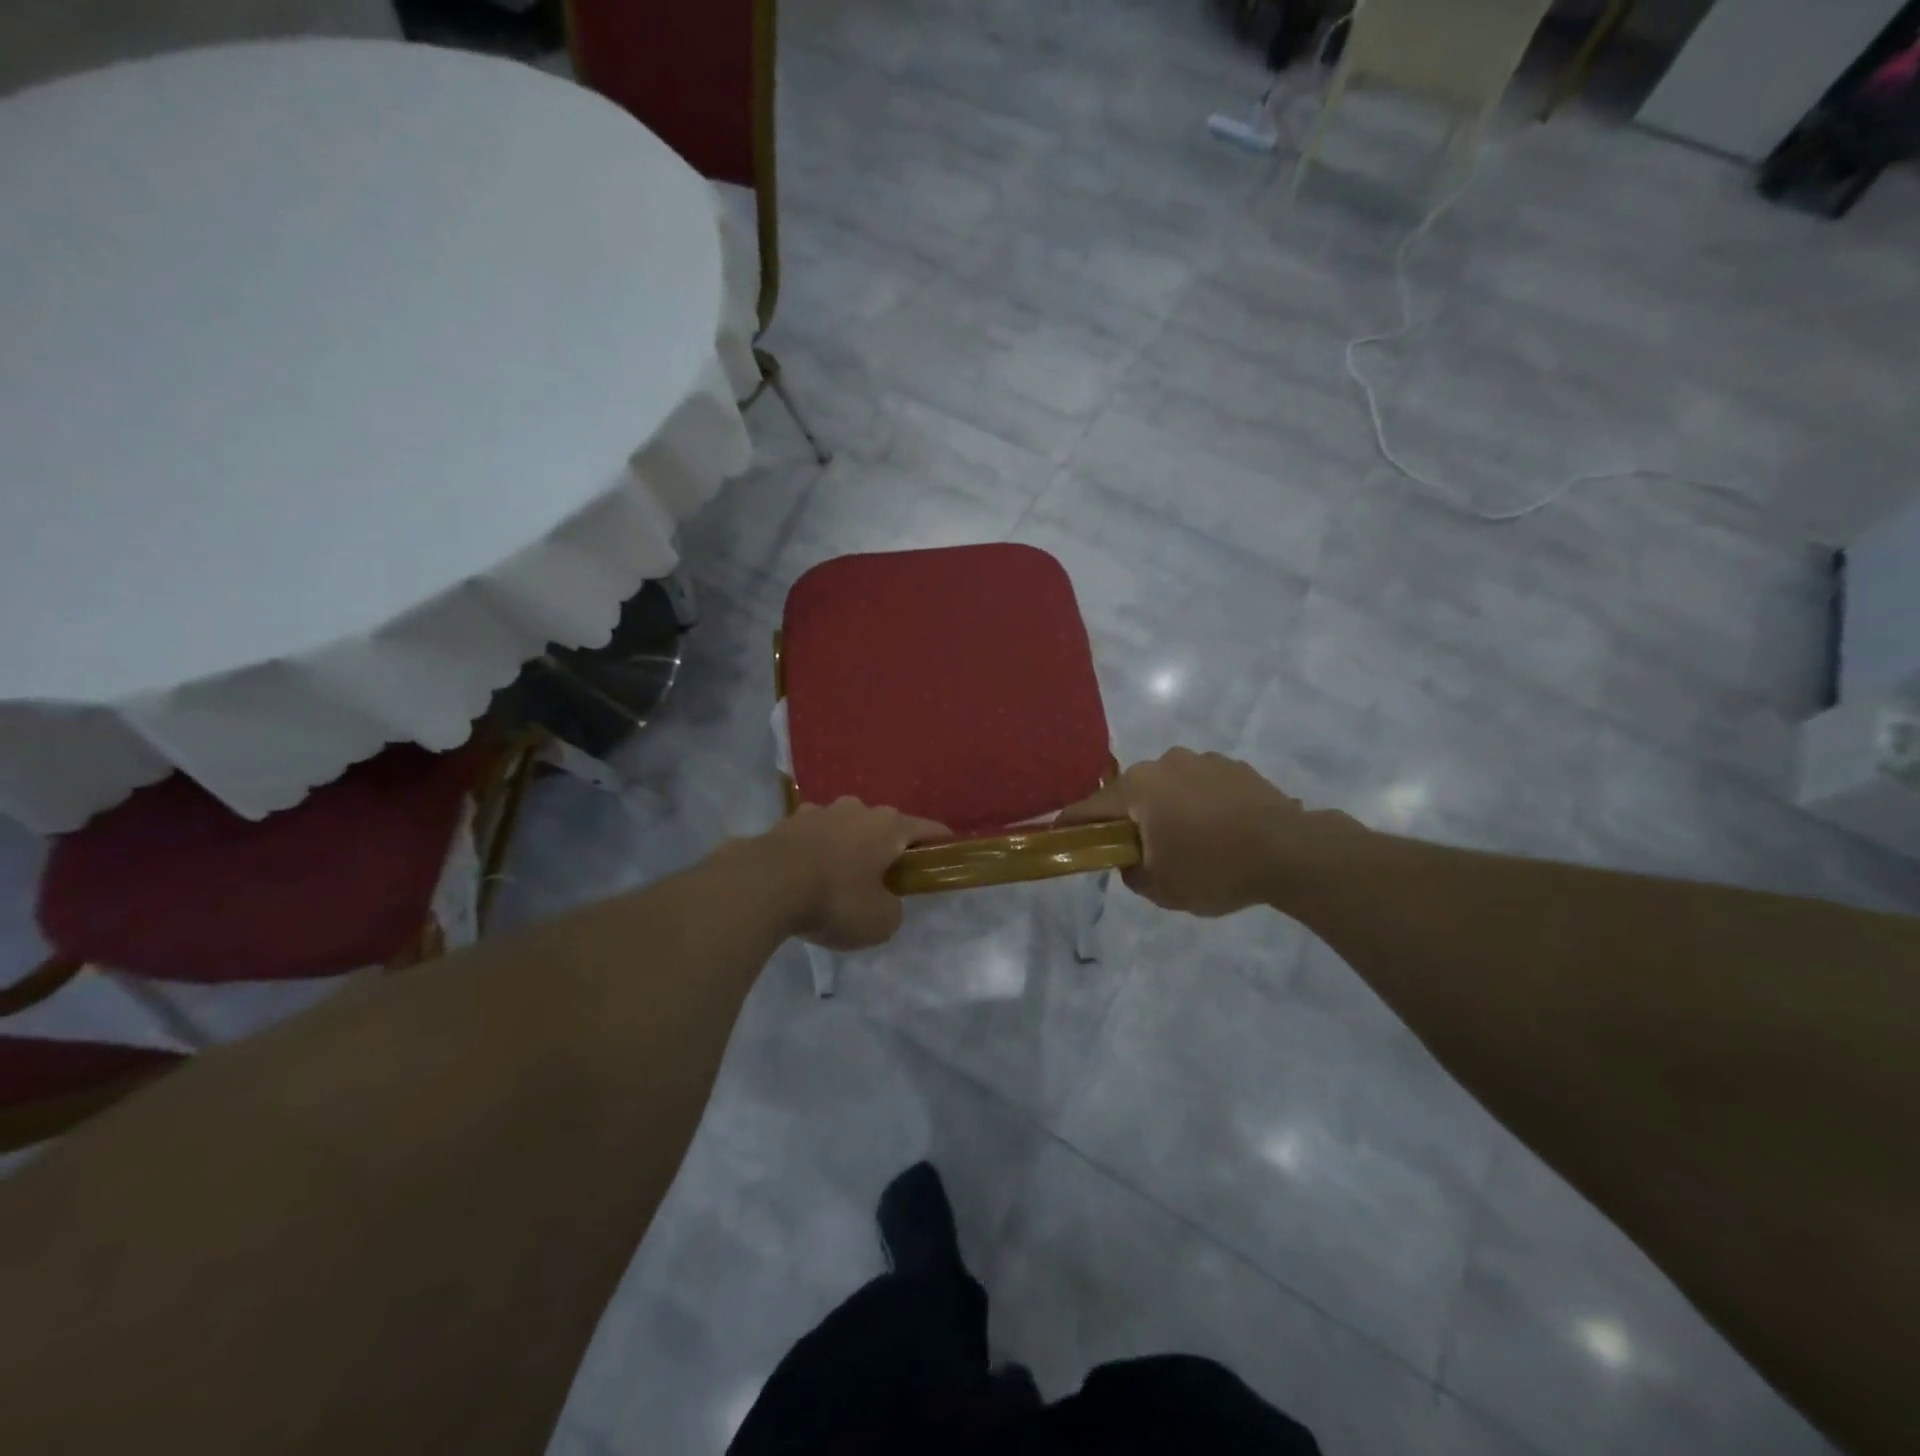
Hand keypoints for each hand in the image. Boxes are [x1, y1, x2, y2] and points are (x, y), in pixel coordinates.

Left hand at [759, 798, 948, 949]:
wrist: (764, 886)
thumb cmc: (835, 900)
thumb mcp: (881, 921)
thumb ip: (893, 908)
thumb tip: (884, 900)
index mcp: (889, 826)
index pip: (928, 829)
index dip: (940, 844)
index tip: (945, 858)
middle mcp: (858, 809)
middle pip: (884, 826)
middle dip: (887, 848)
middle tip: (885, 879)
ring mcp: (819, 811)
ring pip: (846, 827)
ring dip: (848, 847)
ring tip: (840, 878)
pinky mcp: (787, 822)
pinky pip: (813, 836)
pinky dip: (816, 852)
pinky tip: (806, 876)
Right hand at [1060, 748, 1353, 916]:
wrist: (1291, 851)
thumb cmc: (1215, 869)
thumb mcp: (1162, 888)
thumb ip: (1132, 873)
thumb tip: (1131, 859)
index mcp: (1137, 789)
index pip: (1088, 808)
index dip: (1070, 825)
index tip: (1060, 836)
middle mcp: (1163, 764)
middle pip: (1129, 794)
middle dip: (1127, 820)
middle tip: (1138, 850)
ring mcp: (1200, 760)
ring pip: (1166, 786)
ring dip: (1166, 808)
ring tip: (1189, 840)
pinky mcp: (1232, 765)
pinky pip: (1199, 784)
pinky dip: (1198, 803)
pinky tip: (1218, 829)